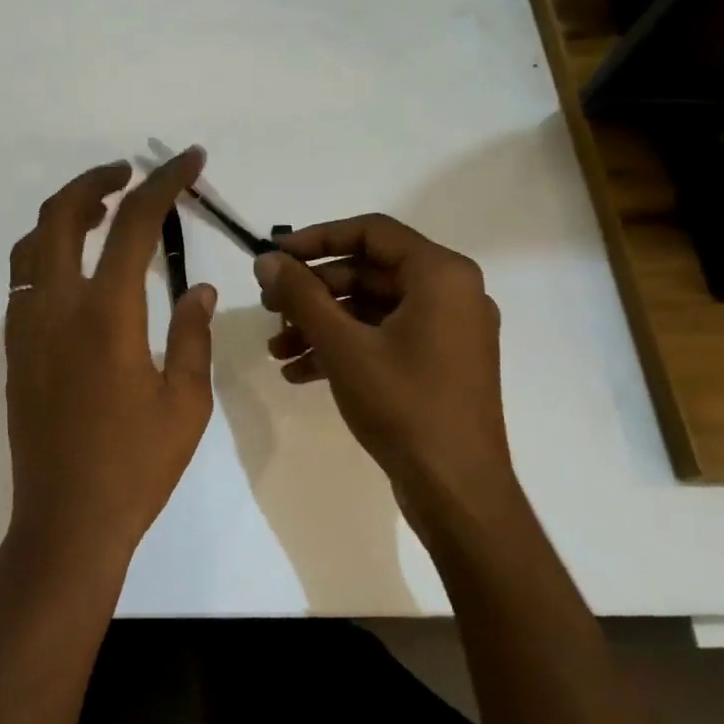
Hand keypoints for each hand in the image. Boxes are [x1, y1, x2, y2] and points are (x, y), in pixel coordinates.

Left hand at [2, 148, 218, 578]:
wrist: (66, 522)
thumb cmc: (136, 466)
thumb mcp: (185, 401)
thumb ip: (192, 333)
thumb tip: (196, 285)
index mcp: (107, 315)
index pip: (134, 224)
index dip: (164, 183)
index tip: (188, 161)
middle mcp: (57, 307)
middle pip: (61, 214)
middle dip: (96, 181)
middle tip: (130, 175)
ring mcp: (26, 327)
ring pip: (33, 243)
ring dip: (67, 214)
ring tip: (104, 214)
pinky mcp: (14, 349)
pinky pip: (25, 278)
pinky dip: (50, 251)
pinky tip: (80, 272)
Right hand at [253, 214, 514, 533]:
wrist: (457, 492)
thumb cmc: (404, 405)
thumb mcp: (343, 345)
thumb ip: (302, 295)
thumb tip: (266, 261)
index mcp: (441, 274)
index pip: (371, 231)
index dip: (316, 239)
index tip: (275, 256)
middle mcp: (451, 293)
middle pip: (369, 272)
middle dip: (313, 291)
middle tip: (269, 306)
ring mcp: (447, 331)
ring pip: (372, 309)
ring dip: (321, 324)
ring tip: (276, 347)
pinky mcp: (439, 363)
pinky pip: (385, 338)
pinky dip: (344, 348)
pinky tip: (298, 371)